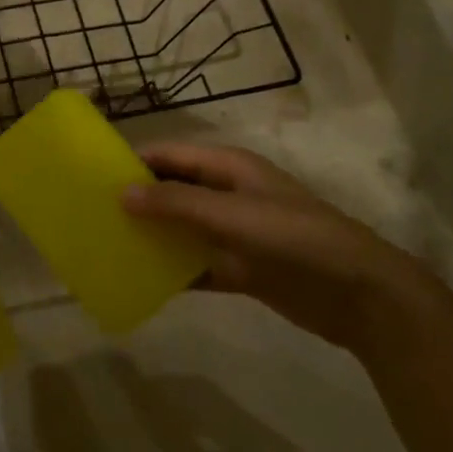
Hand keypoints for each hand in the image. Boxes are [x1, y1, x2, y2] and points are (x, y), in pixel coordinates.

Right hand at [120, 143, 446, 354]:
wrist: (360, 295)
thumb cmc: (295, 239)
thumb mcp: (232, 215)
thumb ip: (175, 204)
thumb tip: (120, 194)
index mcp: (229, 169)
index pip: (171, 156)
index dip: (134, 162)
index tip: (93, 176)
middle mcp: (228, 196)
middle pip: (172, 192)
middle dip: (137, 201)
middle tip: (93, 215)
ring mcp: (234, 234)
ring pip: (181, 230)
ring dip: (151, 238)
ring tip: (108, 247)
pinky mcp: (241, 269)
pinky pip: (195, 266)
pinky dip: (172, 272)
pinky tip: (141, 282)